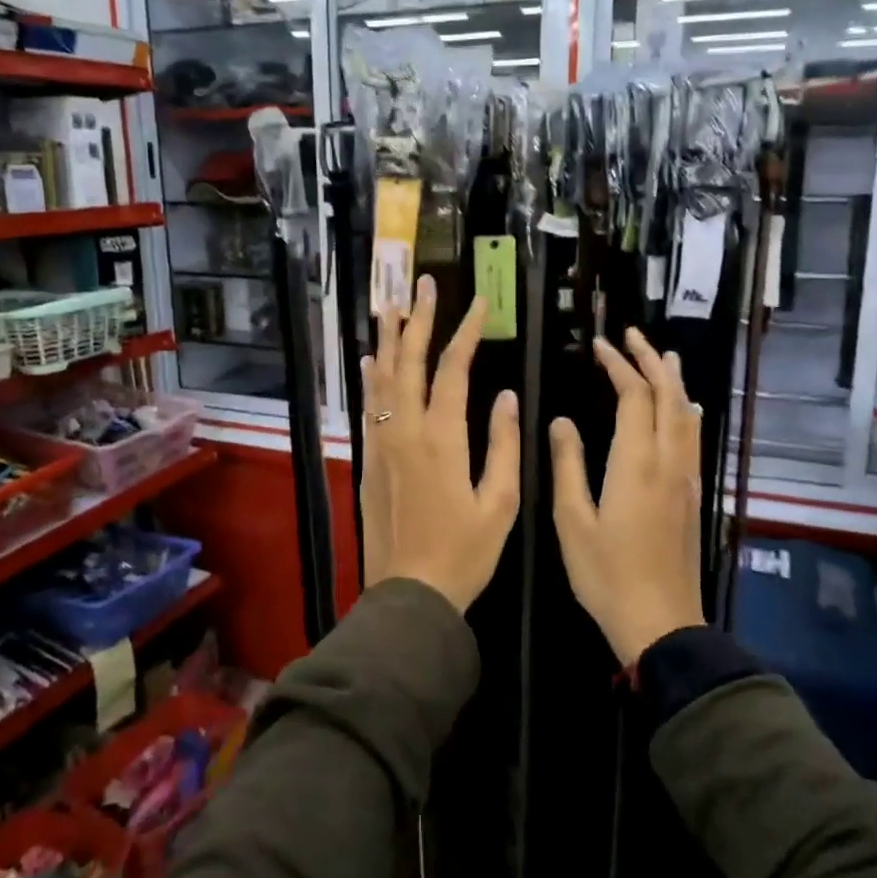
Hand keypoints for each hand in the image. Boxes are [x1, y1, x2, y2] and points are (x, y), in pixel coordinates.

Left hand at [360, 276, 520, 612]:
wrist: (409, 594)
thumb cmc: (464, 552)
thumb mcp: (501, 504)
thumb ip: (505, 445)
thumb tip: (508, 397)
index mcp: (442, 438)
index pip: (454, 369)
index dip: (466, 331)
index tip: (479, 302)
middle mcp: (406, 431)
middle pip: (410, 362)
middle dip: (419, 319)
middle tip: (422, 283)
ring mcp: (382, 444)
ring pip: (382, 379)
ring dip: (389, 339)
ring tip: (391, 305)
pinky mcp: (369, 461)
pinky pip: (369, 408)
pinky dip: (371, 379)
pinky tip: (372, 361)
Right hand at [550, 328, 704, 664]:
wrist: (660, 622)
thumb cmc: (606, 574)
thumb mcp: (572, 520)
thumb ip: (568, 465)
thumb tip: (561, 421)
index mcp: (636, 463)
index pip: (634, 397)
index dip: (618, 366)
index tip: (599, 345)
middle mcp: (669, 462)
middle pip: (668, 396)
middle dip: (650, 360)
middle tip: (632, 335)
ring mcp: (686, 478)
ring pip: (687, 415)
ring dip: (673, 381)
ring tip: (663, 356)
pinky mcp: (693, 495)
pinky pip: (693, 438)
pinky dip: (685, 410)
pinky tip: (685, 409)